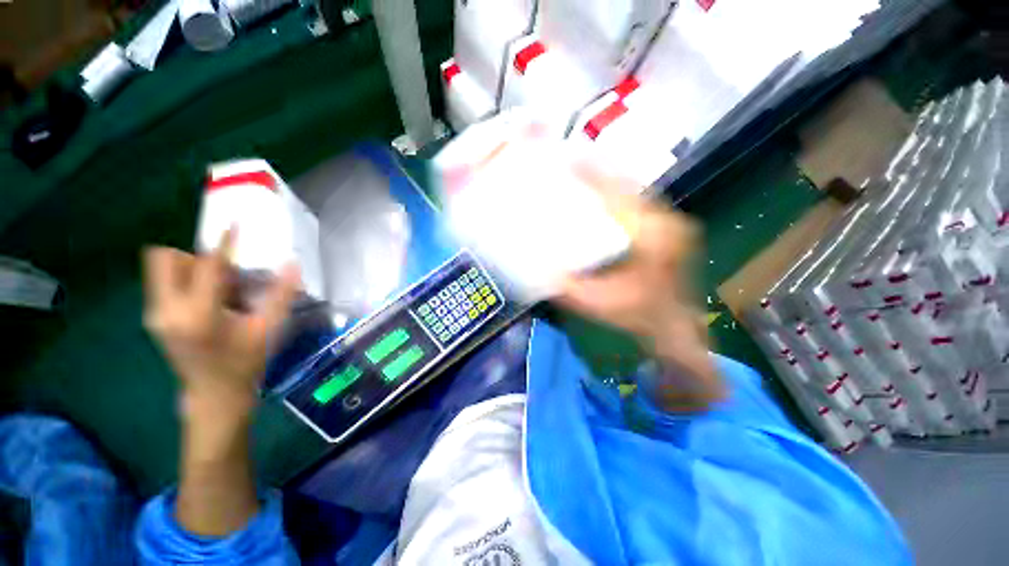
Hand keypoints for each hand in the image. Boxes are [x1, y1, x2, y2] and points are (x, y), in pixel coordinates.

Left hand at [143, 230, 299, 425]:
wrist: (214, 395)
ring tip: (220, 289)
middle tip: (223, 270)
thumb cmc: (245, 363)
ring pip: (162, 270)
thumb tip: (293, 264)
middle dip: (194, 255)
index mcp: (198, 314)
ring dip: (190, 268)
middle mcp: (167, 310)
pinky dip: (187, 281)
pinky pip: (165, 284)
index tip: (234, 225)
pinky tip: (211, 301)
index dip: (223, 244)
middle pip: (165, 258)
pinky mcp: (155, 318)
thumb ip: (281, 294)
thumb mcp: (268, 328)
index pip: (206, 266)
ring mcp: (156, 315)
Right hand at [558, 166, 722, 409]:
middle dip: (601, 171)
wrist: (675, 327)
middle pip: (628, 187)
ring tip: (588, 171)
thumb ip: (566, 288)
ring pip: (637, 192)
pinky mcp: (671, 229)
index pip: (616, 197)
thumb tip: (537, 271)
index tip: (570, 159)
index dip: (592, 176)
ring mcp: (672, 224)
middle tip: (574, 161)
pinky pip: (642, 203)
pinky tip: (607, 195)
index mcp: (649, 237)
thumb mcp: (597, 304)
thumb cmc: (638, 316)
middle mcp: (665, 223)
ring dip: (612, 181)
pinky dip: (622, 195)